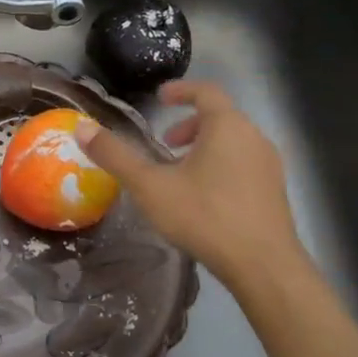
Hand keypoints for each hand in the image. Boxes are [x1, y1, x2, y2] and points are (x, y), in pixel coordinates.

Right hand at [74, 81, 307, 296]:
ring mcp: (269, 165)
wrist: (264, 266)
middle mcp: (254, 137)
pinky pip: (245, 164)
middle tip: (165, 144)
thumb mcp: (150, 186)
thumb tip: (82, 129)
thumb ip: (116, 156)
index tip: (160, 98)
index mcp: (227, 126)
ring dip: (205, 147)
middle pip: (221, 117)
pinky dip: (222, 165)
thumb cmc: (205, 216)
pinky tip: (204, 198)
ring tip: (181, 173)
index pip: (206, 91)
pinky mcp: (276, 191)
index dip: (181, 90)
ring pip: (234, 142)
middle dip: (190, 124)